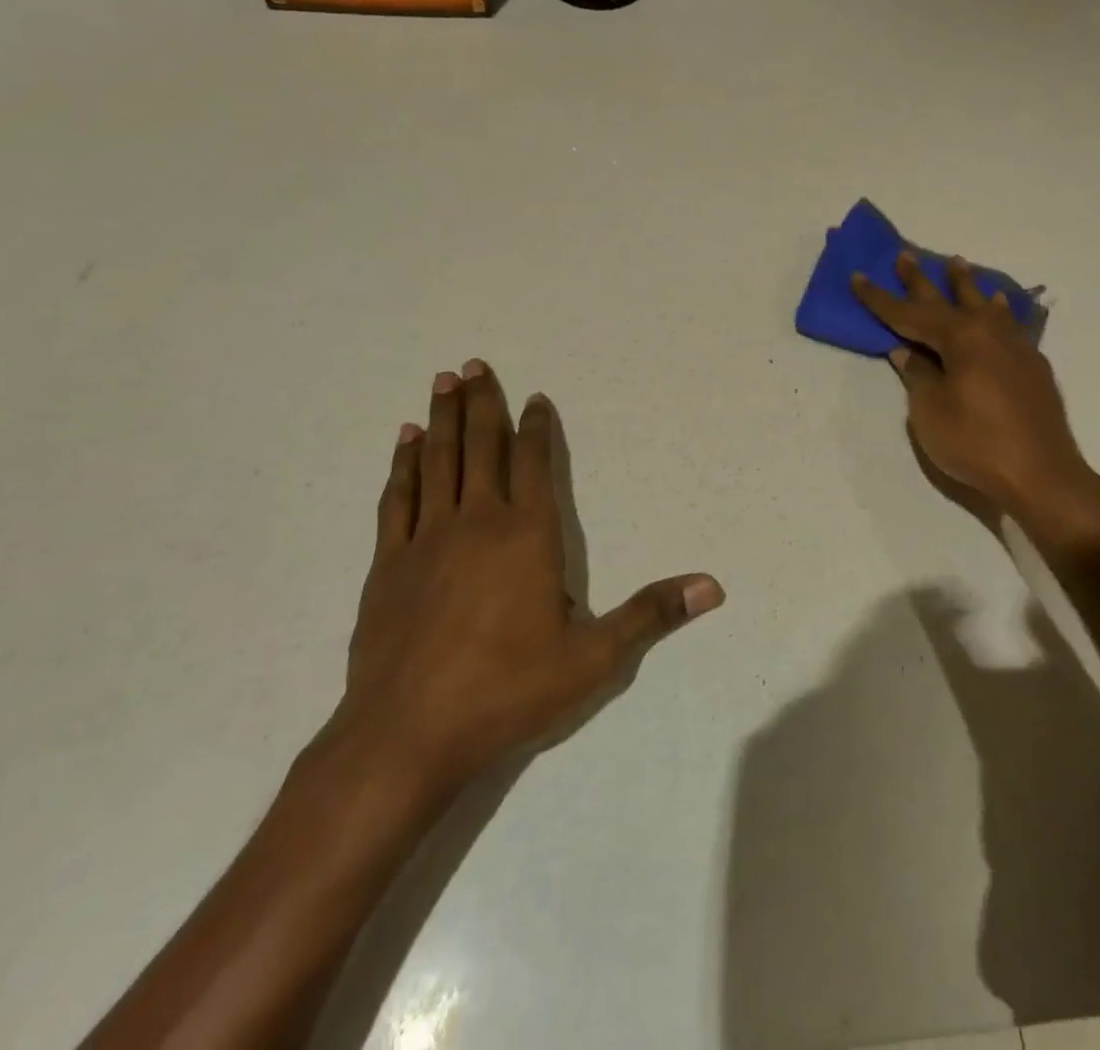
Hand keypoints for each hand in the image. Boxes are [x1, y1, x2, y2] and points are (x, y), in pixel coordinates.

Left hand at [336, 360, 723, 803]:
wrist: (407, 735)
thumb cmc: (508, 691)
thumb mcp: (594, 658)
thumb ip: (651, 614)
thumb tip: (712, 586)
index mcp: (527, 534)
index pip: (535, 462)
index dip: (537, 427)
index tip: (535, 398)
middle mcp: (477, 521)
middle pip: (481, 447)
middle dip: (481, 403)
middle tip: (474, 364)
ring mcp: (426, 539)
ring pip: (438, 461)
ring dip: (441, 419)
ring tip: (441, 381)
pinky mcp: (387, 564)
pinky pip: (397, 498)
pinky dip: (402, 465)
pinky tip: (404, 443)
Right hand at [853, 253, 1099, 546]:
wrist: (1042, 474)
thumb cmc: (976, 443)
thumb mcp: (930, 412)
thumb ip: (918, 375)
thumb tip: (907, 352)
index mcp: (960, 339)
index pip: (910, 314)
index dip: (880, 298)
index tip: (859, 276)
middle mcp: (989, 333)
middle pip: (947, 301)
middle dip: (921, 280)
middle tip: (905, 256)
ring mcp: (1015, 347)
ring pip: (985, 305)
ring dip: (966, 285)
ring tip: (957, 263)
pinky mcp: (1032, 366)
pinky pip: (1009, 324)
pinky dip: (998, 310)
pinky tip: (1000, 306)